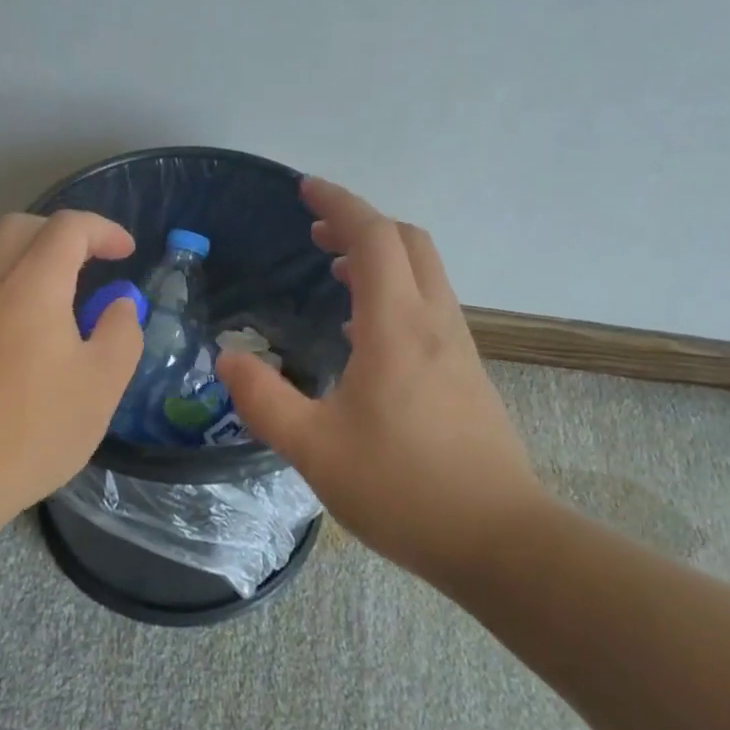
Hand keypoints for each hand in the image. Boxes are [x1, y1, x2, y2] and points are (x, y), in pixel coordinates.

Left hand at [0, 210, 143, 518]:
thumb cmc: (34, 431)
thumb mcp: (102, 386)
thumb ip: (121, 333)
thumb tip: (119, 306)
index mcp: (31, 287)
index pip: (68, 228)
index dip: (104, 230)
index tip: (127, 253)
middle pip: (20, 226)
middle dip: (62, 232)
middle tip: (92, 261)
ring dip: (32, 256)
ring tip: (63, 295)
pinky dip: (10, 284)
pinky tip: (28, 331)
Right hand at [216, 177, 545, 582]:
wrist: (500, 540)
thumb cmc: (403, 489)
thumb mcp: (314, 450)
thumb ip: (264, 399)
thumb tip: (229, 357)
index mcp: (396, 327)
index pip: (373, 237)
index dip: (339, 204)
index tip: (305, 189)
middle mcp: (434, 322)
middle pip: (406, 241)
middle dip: (361, 223)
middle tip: (316, 234)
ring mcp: (458, 346)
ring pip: (424, 271)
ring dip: (381, 256)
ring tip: (336, 272)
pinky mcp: (467, 372)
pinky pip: (430, 304)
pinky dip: (396, 290)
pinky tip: (365, 331)